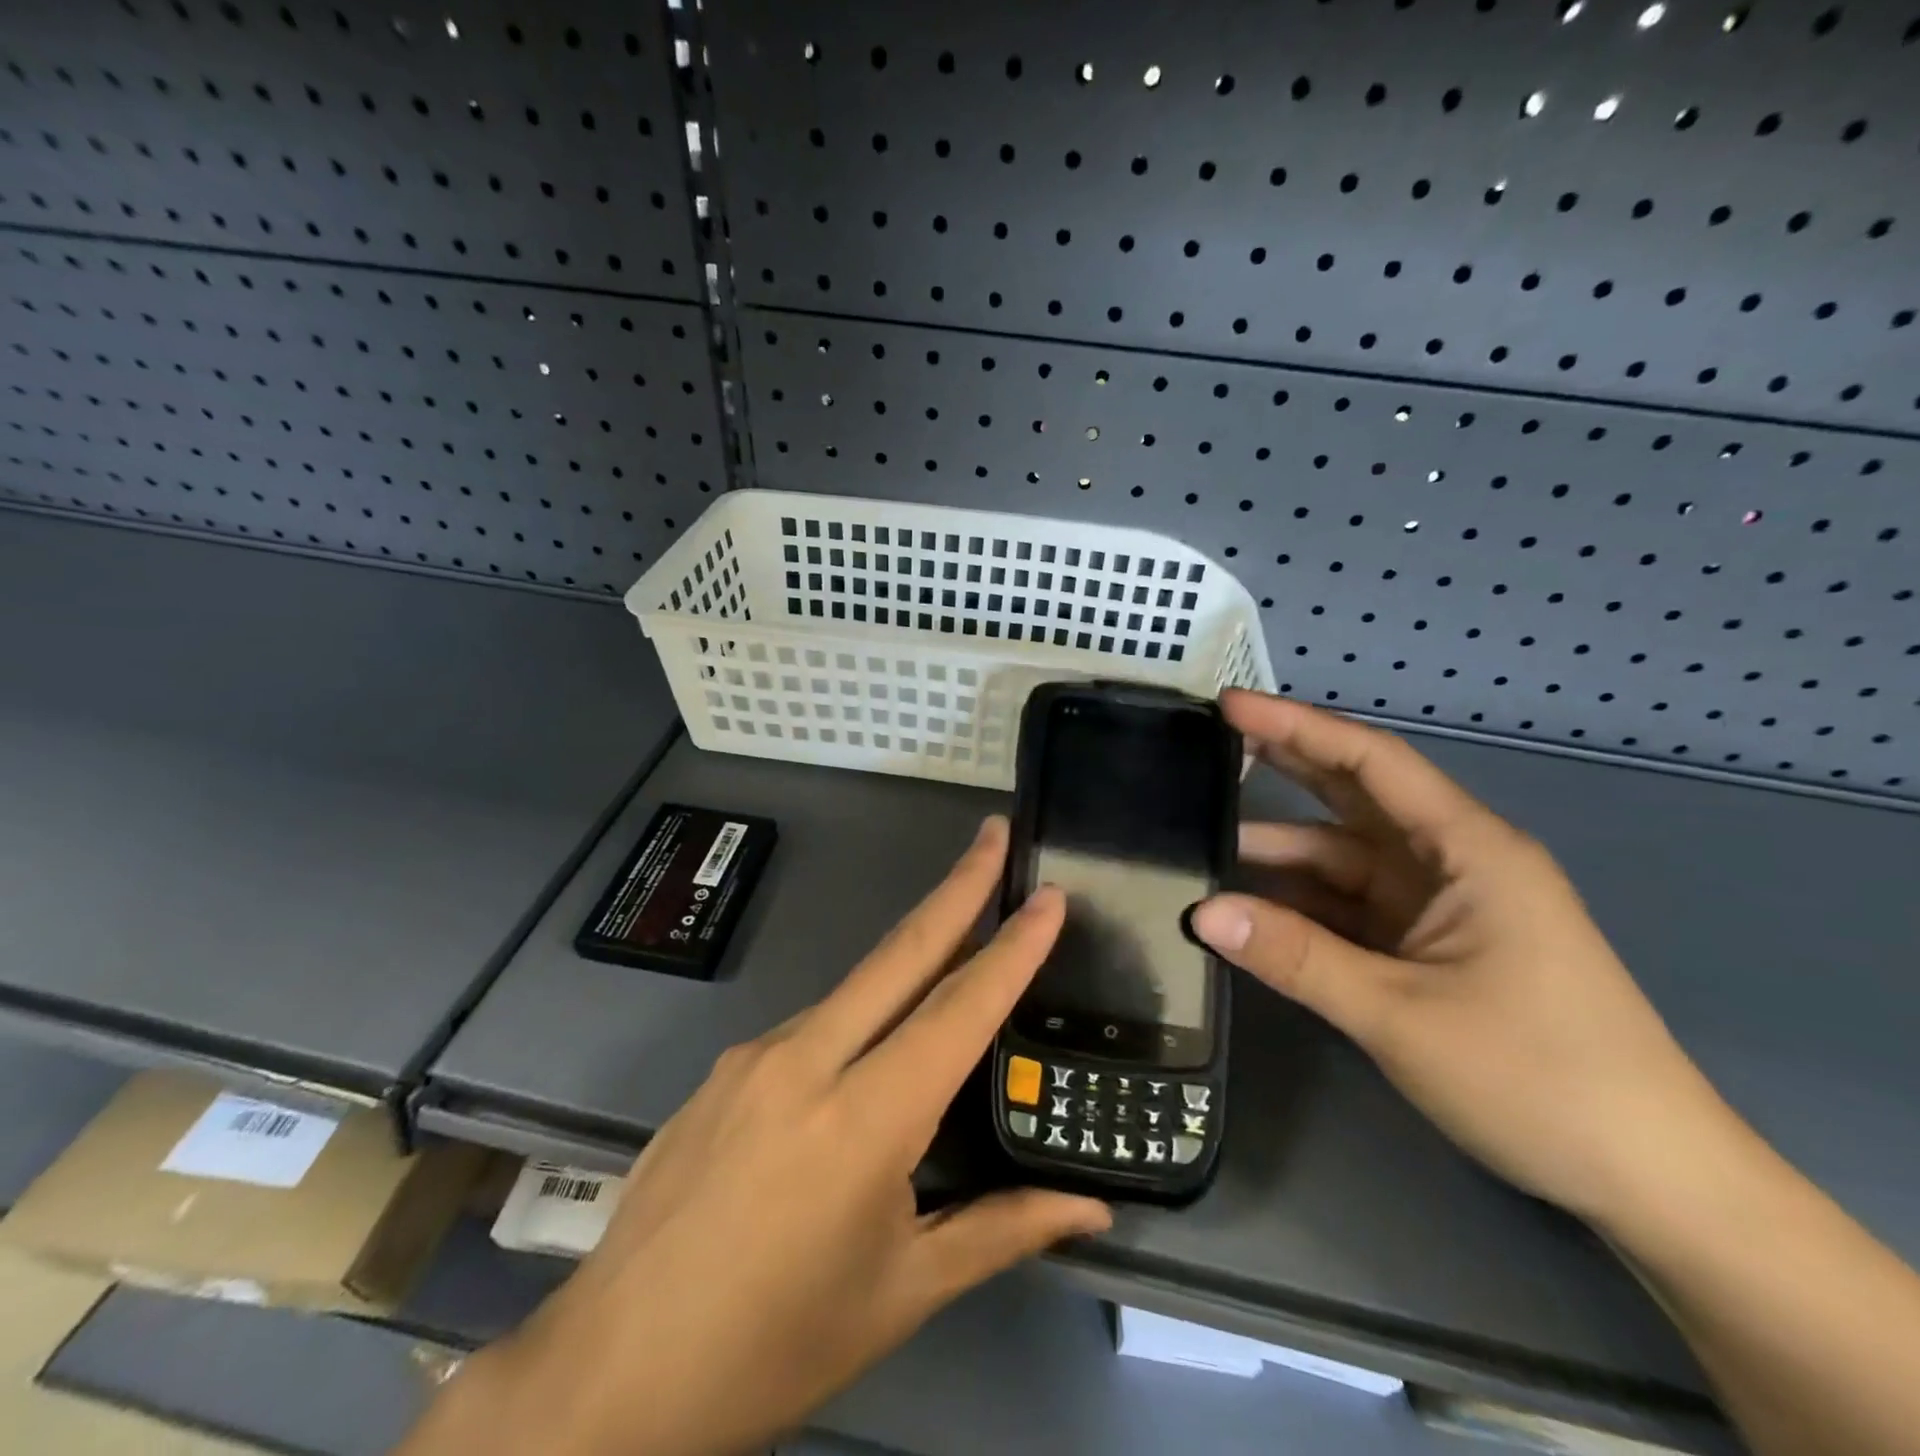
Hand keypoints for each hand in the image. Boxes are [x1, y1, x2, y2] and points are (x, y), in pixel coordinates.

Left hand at [402, 816, 1108, 1455]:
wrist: (613, 1373)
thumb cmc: (777, 1343)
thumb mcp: (904, 1293)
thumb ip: (1002, 1232)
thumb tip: (1090, 1210)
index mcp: (864, 1121)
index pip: (959, 1010)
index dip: (1013, 948)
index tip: (1048, 894)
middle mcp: (807, 1061)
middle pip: (901, 952)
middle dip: (957, 885)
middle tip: (994, 831)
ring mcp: (756, 1055)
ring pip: (855, 986)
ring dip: (911, 952)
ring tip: (957, 938)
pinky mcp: (725, 1066)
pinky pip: (812, 1024)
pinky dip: (859, 1014)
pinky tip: (867, 1051)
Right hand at [1192, 690, 1725, 1225]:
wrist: (1648, 1178)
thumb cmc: (1539, 1077)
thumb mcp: (1399, 1014)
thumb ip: (1295, 957)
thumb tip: (1201, 913)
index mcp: (1469, 850)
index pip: (1371, 763)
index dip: (1297, 727)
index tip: (1230, 704)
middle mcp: (1454, 863)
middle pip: (1356, 796)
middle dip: (1285, 766)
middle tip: (1209, 747)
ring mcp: (1441, 906)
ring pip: (1345, 858)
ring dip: (1283, 853)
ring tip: (1204, 844)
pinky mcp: (1430, 946)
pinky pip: (1350, 906)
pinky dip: (1301, 904)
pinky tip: (1250, 907)